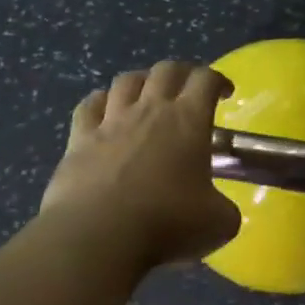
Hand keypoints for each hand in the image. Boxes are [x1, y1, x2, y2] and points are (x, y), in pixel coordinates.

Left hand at [39, 61, 241, 268]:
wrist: (99, 235)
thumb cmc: (167, 223)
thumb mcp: (219, 223)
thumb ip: (224, 208)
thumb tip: (219, 208)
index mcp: (188, 121)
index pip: (206, 80)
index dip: (218, 80)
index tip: (224, 93)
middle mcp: (149, 110)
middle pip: (166, 70)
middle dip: (182, 73)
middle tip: (188, 90)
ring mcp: (111, 121)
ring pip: (126, 80)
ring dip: (141, 81)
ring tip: (147, 95)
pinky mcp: (79, 139)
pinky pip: (88, 106)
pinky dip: (99, 102)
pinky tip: (104, 110)